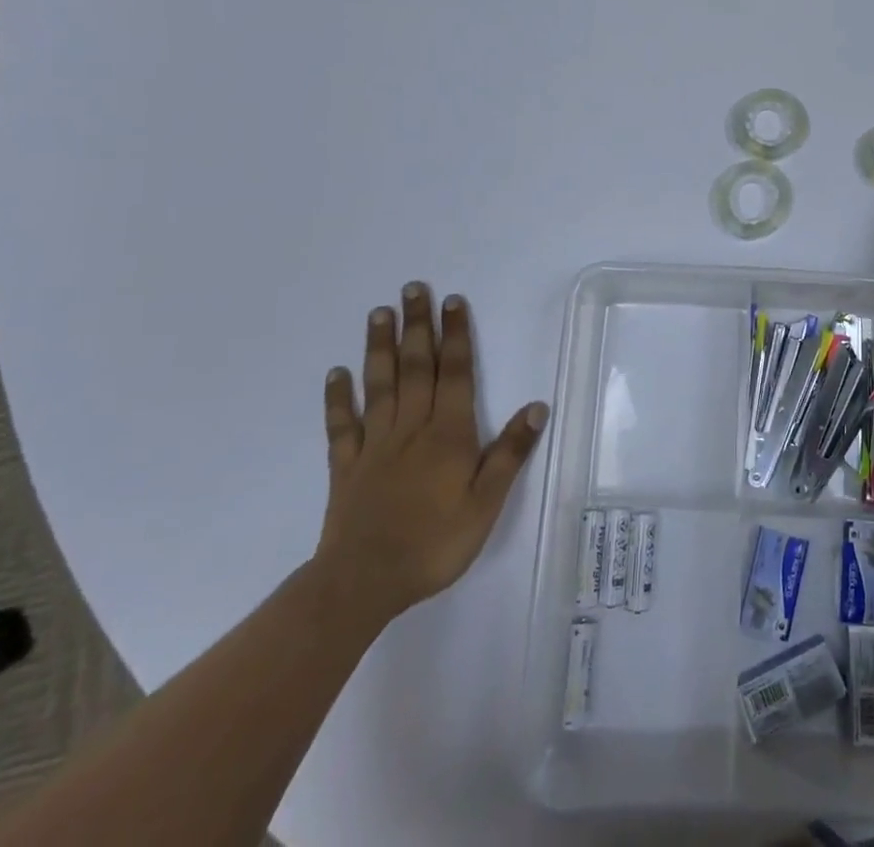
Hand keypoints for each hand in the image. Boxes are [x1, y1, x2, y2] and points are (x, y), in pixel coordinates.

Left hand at [314, 284, 548, 624]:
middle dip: (417, 326)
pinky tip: (336, 374)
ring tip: (379, 313)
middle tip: (413, 289)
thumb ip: (509, 453)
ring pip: (380, 385)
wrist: (363, 583)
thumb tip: (536, 406)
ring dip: (380, 347)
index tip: (453, 301)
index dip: (455, 335)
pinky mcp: (346, 467)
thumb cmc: (434, 543)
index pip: (454, 373)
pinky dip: (338, 398)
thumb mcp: (486, 503)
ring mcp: (375, 445)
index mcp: (448, 433)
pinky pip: (342, 426)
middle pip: (416, 367)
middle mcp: (411, 427)